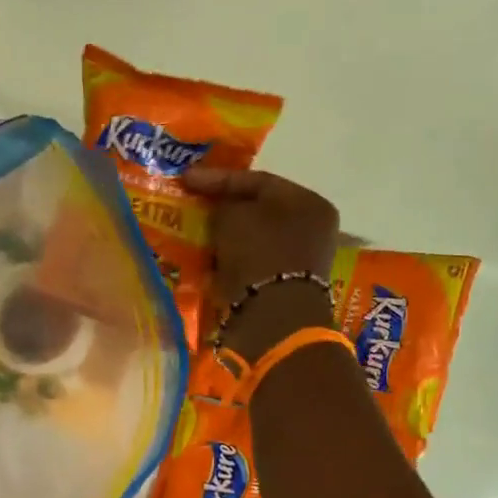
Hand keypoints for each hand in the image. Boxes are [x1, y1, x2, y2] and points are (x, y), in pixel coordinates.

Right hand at [183, 168, 341, 360]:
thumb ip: (224, 205)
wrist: (273, 319)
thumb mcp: (232, 217)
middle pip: (258, 212)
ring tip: (195, 237)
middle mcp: (311, 229)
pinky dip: (230, 263)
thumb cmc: (258, 256)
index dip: (218, 178)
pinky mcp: (283, 289)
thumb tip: (220, 212)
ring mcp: (299, 262)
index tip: (186, 178)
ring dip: (225, 240)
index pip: (258, 181)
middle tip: (193, 208)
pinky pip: (251, 266)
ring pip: (253, 241)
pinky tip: (209, 263)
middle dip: (223, 211)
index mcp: (309, 203)